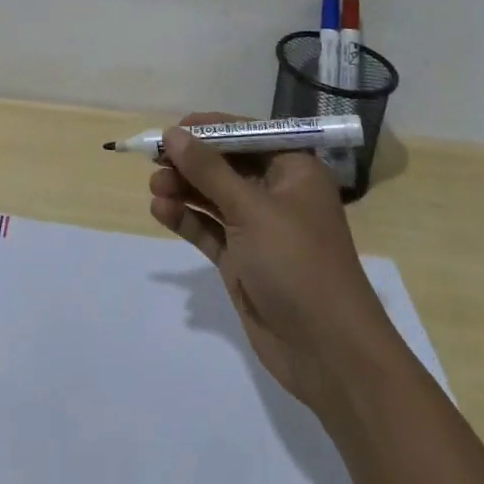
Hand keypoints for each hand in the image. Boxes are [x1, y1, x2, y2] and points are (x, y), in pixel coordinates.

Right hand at [149, 113, 391, 409]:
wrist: (329, 353)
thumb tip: (172, 134)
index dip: (208, 130)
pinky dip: (186, 218)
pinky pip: (209, 229)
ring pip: (213, 196)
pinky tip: (160, 211)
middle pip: (225, 165)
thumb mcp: (251, 210)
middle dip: (190, 162)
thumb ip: (208, 171)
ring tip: (154, 187)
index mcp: (293, 169)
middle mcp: (276, 192)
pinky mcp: (243, 259)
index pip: (245, 135)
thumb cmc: (297, 263)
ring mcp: (258, 228)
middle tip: (155, 161)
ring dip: (184, 189)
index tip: (171, 131)